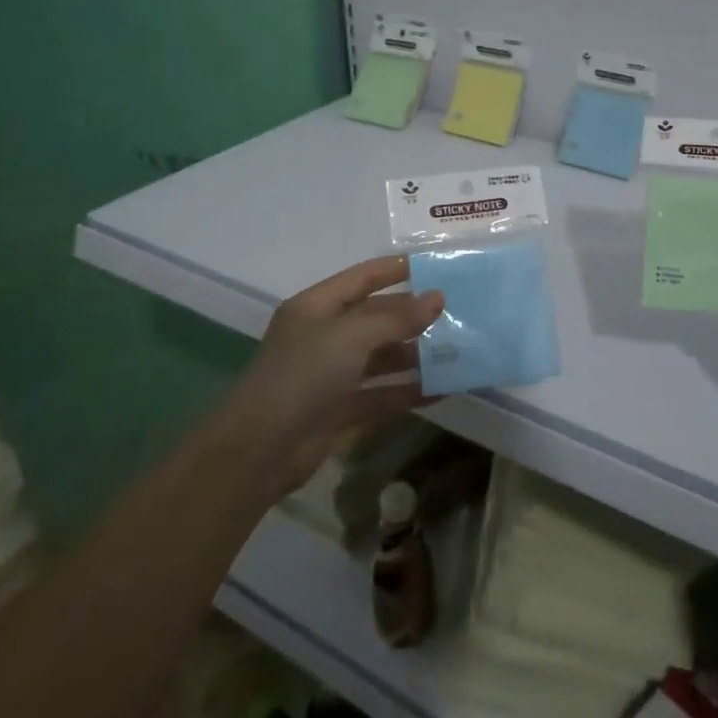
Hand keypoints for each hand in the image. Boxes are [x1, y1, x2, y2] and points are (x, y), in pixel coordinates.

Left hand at [231, 256, 443, 496]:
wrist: (258, 451)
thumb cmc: (302, 376)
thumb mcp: (350, 337)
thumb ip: (396, 318)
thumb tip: (437, 298)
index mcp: (317, 307)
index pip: (363, 277)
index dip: (397, 269)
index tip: (437, 266)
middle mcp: (324, 336)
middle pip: (376, 318)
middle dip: (413, 316)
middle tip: (458, 313)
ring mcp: (331, 374)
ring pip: (381, 358)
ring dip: (416, 355)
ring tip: (458, 351)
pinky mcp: (339, 410)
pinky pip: (381, 394)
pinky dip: (409, 392)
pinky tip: (444, 390)